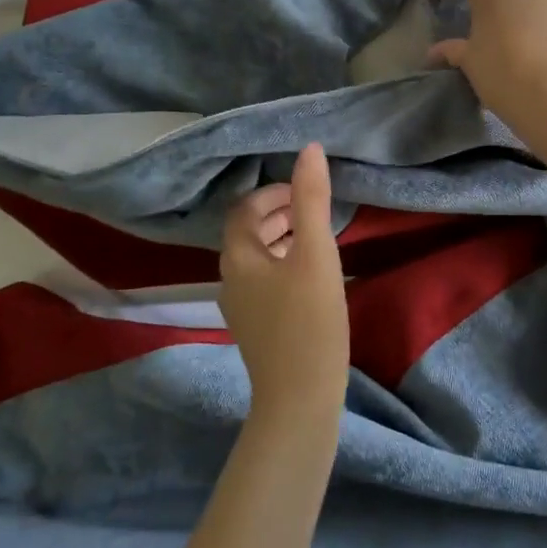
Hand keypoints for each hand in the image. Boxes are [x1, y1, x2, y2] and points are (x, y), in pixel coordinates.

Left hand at [219, 143, 349, 422]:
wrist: (299, 397)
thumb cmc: (310, 320)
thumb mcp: (316, 254)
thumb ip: (312, 200)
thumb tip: (309, 149)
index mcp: (238, 258)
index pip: (244, 209)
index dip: (272, 193)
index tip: (304, 191)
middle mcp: (230, 279)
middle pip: (247, 233)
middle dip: (277, 213)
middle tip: (312, 209)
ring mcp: (240, 306)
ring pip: (256, 258)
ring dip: (281, 238)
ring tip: (314, 235)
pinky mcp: (255, 326)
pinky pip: (263, 281)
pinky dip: (283, 264)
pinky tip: (310, 274)